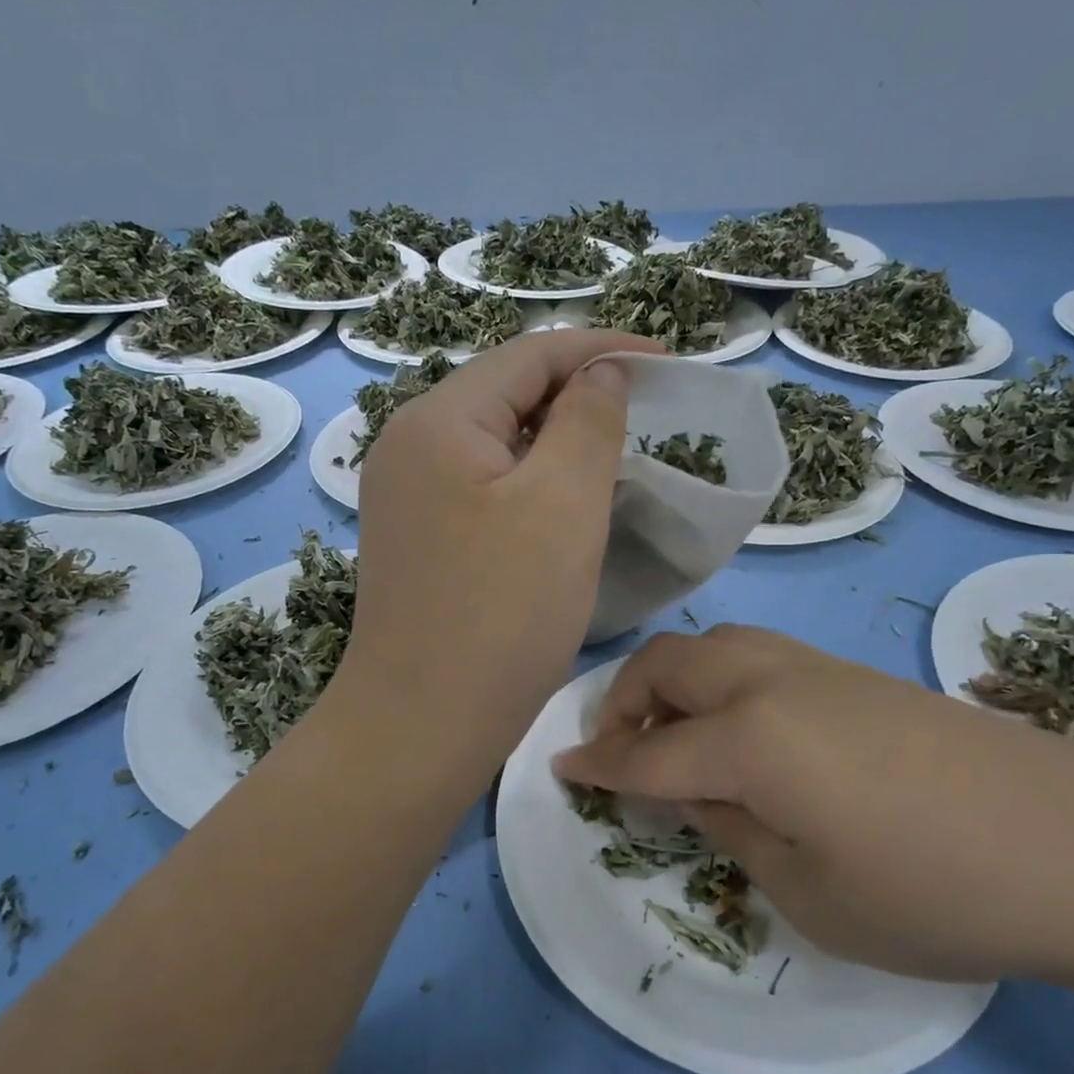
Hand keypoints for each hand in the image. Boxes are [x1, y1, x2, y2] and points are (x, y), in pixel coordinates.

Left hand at [338, 329, 657, 778]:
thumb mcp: (562, 504)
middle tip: (646, 409)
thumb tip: (601, 374)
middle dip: (578, 391)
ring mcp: (406, 493)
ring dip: (555, 437)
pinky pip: (483, 483)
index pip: (529, 355)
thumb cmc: (502, 613)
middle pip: (506, 392)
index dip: (602, 349)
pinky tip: (564, 498)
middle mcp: (409, 444)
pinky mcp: (418, 535)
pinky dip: (530, 478)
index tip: (666, 362)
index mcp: (436, 420)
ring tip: (614, 449)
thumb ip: (588, 421)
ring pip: (496, 440)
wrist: (423, 725)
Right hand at [552, 624, 1073, 986]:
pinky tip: (744, 732)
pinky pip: (757, 657)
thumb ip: (735, 831)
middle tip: (618, 752)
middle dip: (624, 701)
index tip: (561, 768)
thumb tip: (698, 793)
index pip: (649, 752)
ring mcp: (819, 668)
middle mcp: (772, 681)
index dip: (599, 766)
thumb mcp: (811, 893)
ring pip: (713, 646)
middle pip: (668, 665)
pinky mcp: (856, 673)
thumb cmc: (936, 891)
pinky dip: (720, 682)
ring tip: (675, 736)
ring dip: (673, 682)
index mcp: (750, 738)